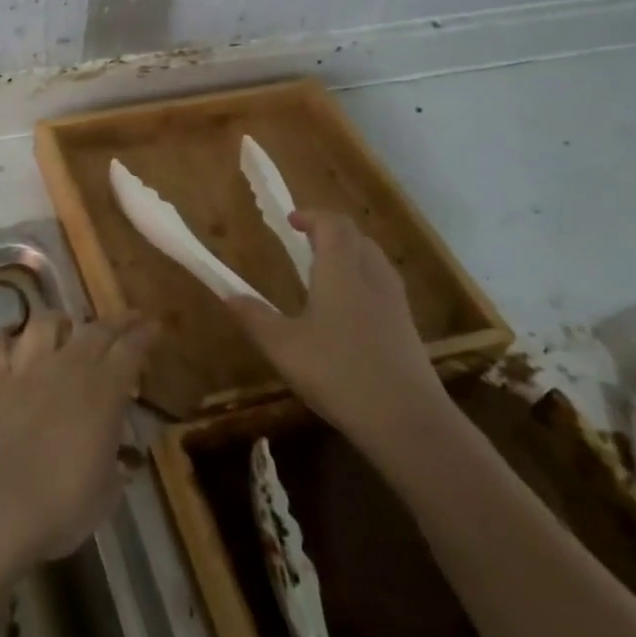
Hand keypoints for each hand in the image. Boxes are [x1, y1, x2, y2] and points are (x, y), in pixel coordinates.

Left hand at [0, 311, 156, 565]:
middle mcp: (67, 368)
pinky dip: (3, 339)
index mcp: (104, 392)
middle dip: (115, 321)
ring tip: (65, 325)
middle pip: (95, 330)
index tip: (153, 326)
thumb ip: (115, 467)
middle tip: (128, 318)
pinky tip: (7, 340)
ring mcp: (26, 370)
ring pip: (44, 324)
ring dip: (59, 320)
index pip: (130, 351)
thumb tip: (121, 460)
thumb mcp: (106, 492)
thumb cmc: (63, 504)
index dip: (144, 336)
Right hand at [228, 210, 448, 453]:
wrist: (406, 420)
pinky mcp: (407, 328)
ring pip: (374, 260)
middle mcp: (372, 276)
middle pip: (356, 237)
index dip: (312, 216)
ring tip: (326, 269)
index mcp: (341, 270)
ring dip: (350, 253)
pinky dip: (364, 280)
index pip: (332, 224)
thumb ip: (254, 317)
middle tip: (306, 240)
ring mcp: (395, 303)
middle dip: (331, 231)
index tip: (290, 220)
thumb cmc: (337, 372)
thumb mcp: (282, 346)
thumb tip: (228, 295)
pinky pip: (384, 286)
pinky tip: (349, 309)